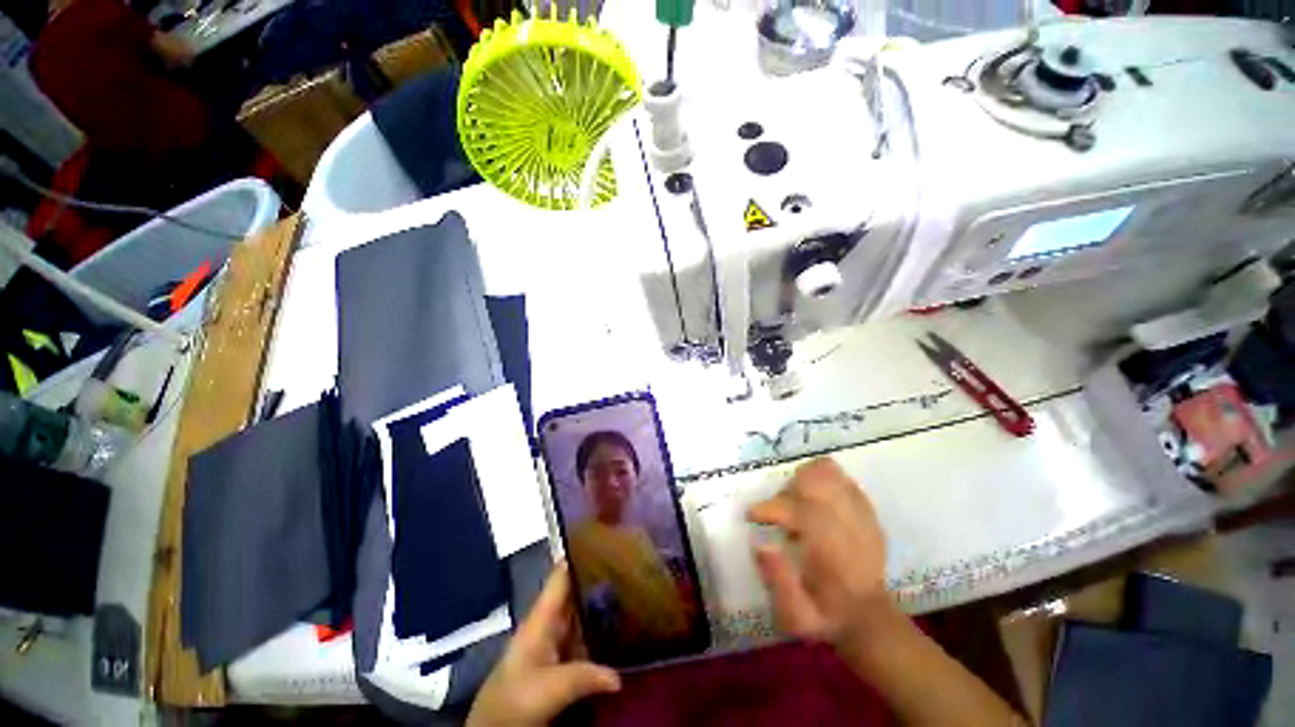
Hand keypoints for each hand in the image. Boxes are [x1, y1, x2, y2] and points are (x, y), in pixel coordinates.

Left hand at [467, 563, 620, 726]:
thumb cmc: (515, 700)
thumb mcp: (548, 689)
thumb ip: (583, 676)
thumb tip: (619, 676)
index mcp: (542, 617)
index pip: (561, 576)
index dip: (578, 554)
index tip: (604, 536)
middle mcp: (550, 623)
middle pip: (576, 592)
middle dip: (599, 577)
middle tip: (632, 563)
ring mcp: (556, 642)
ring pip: (583, 614)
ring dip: (603, 604)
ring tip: (635, 589)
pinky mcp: (561, 661)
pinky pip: (585, 637)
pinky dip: (602, 630)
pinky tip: (623, 628)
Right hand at [747, 457, 892, 649]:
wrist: (870, 618)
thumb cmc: (827, 617)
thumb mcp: (796, 616)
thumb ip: (778, 581)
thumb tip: (760, 545)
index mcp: (832, 551)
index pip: (799, 509)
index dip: (770, 508)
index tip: (753, 516)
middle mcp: (849, 525)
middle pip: (815, 480)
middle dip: (788, 489)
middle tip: (781, 512)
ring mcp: (861, 514)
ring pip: (828, 472)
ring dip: (804, 481)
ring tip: (797, 505)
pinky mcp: (866, 510)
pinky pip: (841, 478)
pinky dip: (821, 483)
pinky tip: (815, 504)